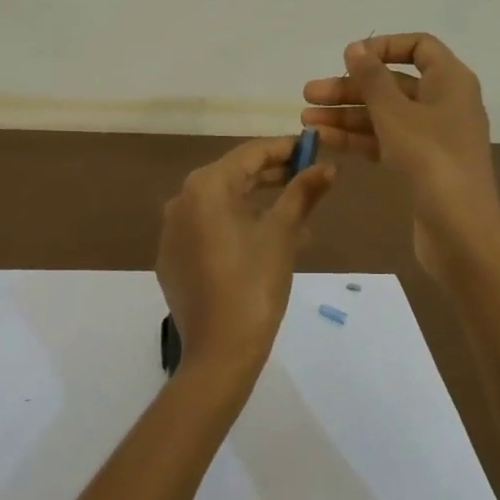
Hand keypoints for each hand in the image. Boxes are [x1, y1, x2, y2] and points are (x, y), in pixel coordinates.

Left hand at [155, 136, 337, 382]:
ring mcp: (172, 232)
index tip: (312, 149)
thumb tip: (328, 167)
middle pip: (233, 177)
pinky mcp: (172, 259)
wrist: (220, 351)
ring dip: (258, 206)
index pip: (251, 153)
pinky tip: (264, 245)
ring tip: (296, 219)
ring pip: (221, 205)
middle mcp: (181, 200)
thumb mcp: (283, 233)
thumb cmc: (255, 282)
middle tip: (307, 180)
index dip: (284, 149)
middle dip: (272, 178)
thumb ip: (303, 192)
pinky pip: (207, 230)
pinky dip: (235, 229)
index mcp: (206, 186)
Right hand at [300, 33, 499, 274]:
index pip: (419, 47)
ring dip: (347, 115)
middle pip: (394, 84)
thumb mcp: (396, 114)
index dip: (384, 47)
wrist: (461, 230)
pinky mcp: (422, 165)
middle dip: (351, 88)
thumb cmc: (431, 160)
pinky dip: (358, 138)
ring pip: (385, 115)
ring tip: (306, 119)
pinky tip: (324, 139)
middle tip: (309, 94)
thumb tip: (355, 48)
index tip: (350, 58)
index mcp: (450, 81)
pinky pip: (386, 141)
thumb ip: (372, 79)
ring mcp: (434, 136)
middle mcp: (445, 103)